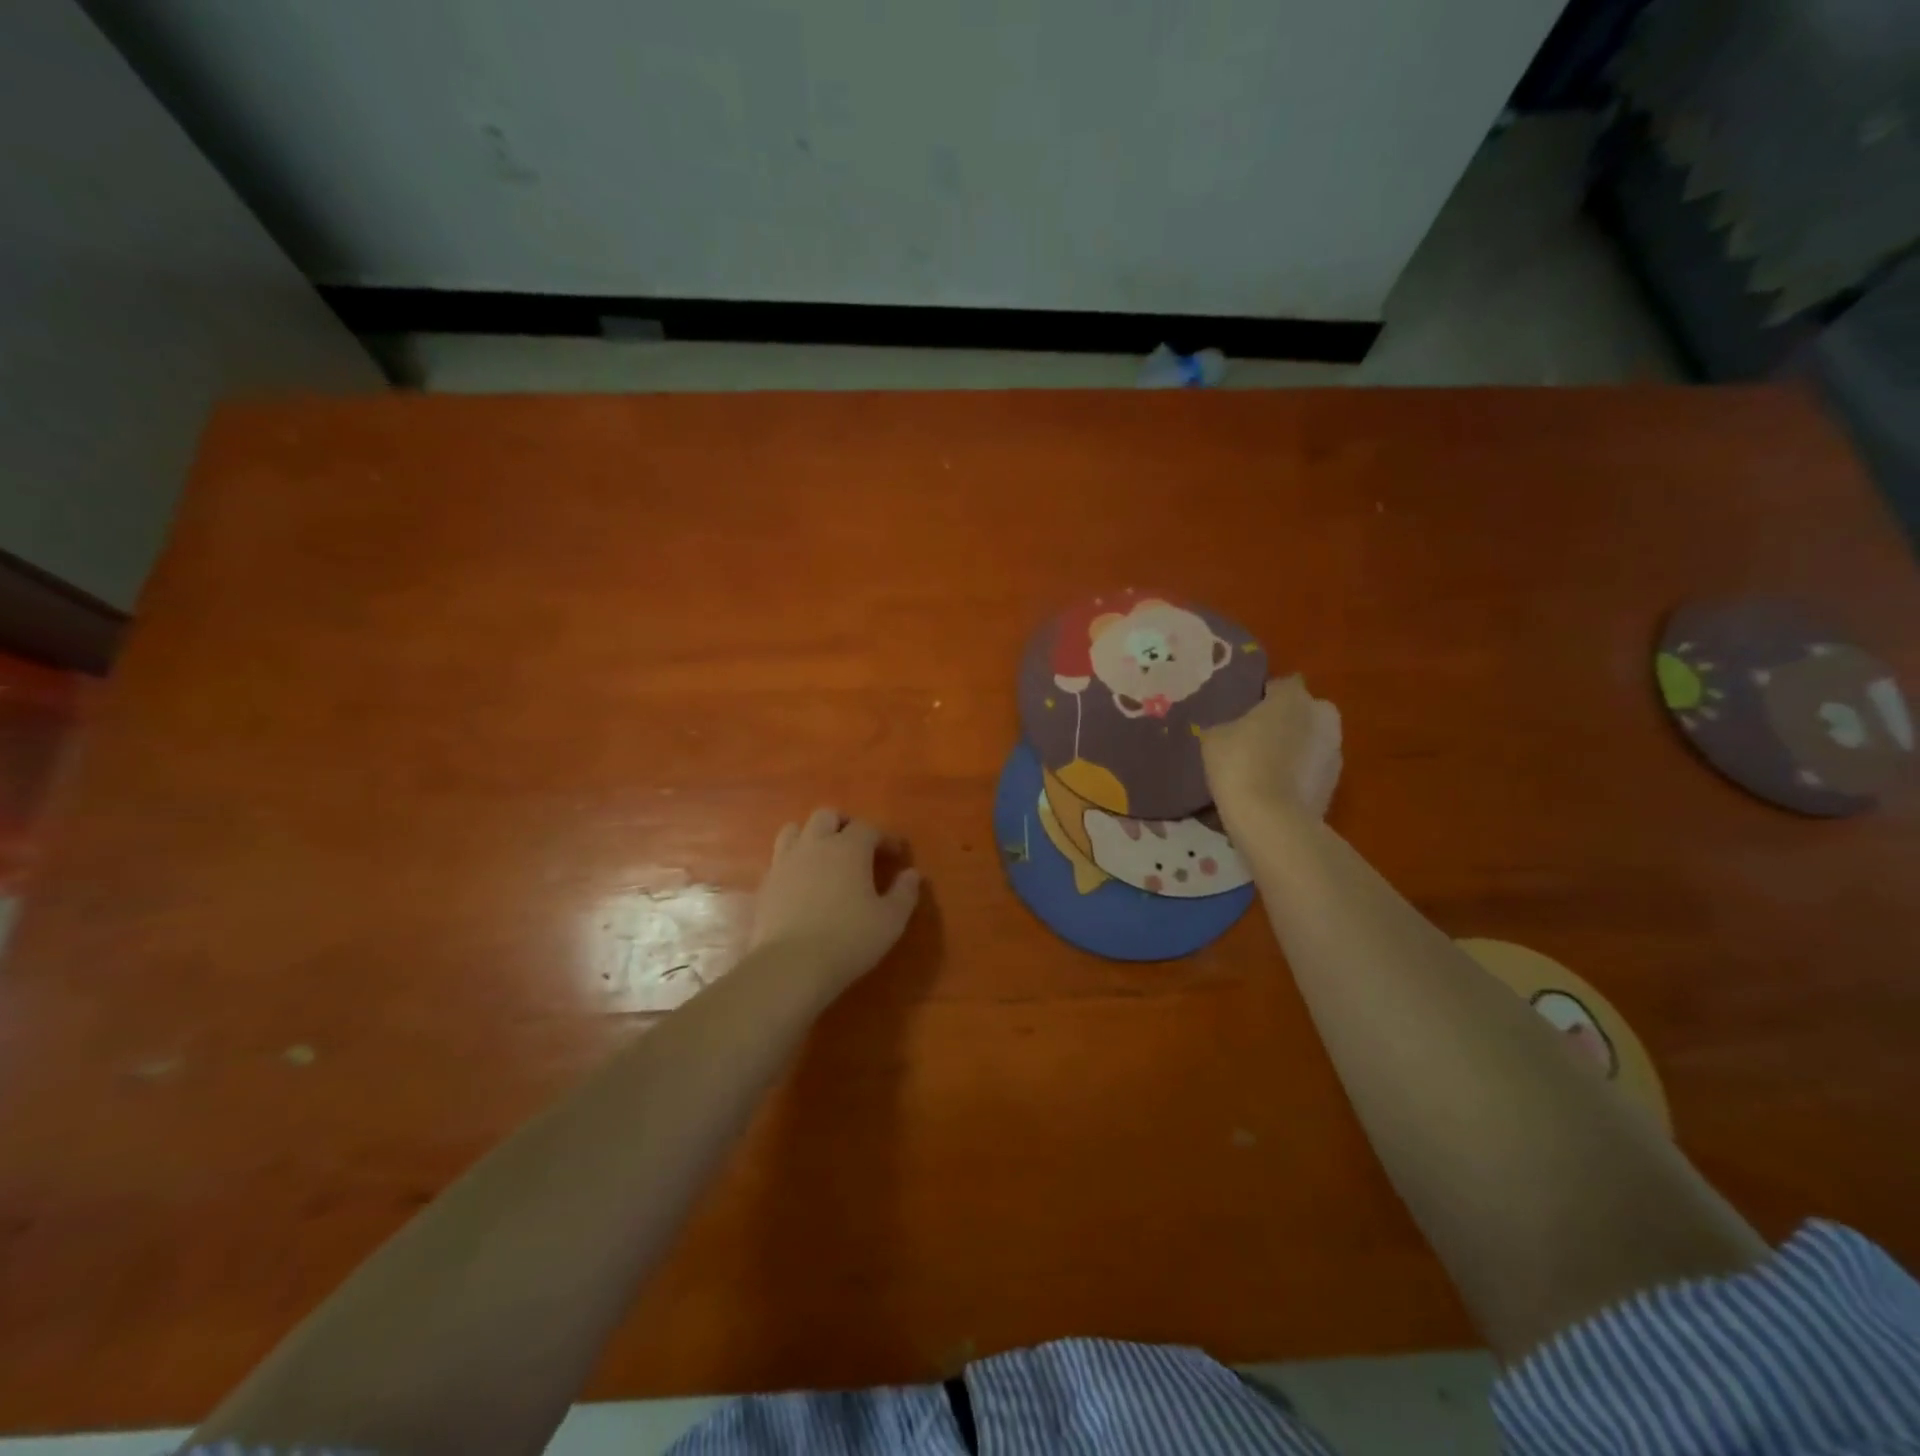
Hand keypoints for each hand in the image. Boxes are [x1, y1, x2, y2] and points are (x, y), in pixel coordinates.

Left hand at [748, 809, 921, 999]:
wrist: (790, 965)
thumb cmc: (849, 939)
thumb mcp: (890, 921)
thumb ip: (905, 893)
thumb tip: (912, 874)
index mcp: (849, 848)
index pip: (868, 828)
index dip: (884, 838)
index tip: (896, 854)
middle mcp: (815, 845)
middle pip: (827, 816)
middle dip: (844, 824)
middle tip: (857, 846)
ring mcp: (785, 862)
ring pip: (795, 830)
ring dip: (811, 836)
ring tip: (823, 856)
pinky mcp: (765, 884)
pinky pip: (779, 859)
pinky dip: (793, 862)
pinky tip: (801, 883)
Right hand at [1200, 676, 1342, 820]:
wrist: (1272, 821)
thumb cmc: (1240, 765)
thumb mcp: (1213, 738)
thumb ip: (1225, 724)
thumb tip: (1228, 729)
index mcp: (1294, 697)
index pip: (1280, 684)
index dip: (1262, 696)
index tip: (1243, 712)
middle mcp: (1322, 715)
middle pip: (1302, 711)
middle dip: (1284, 721)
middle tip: (1255, 739)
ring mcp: (1335, 750)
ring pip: (1310, 740)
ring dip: (1293, 748)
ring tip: (1264, 769)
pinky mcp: (1336, 782)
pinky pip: (1312, 769)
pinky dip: (1299, 774)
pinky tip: (1275, 790)